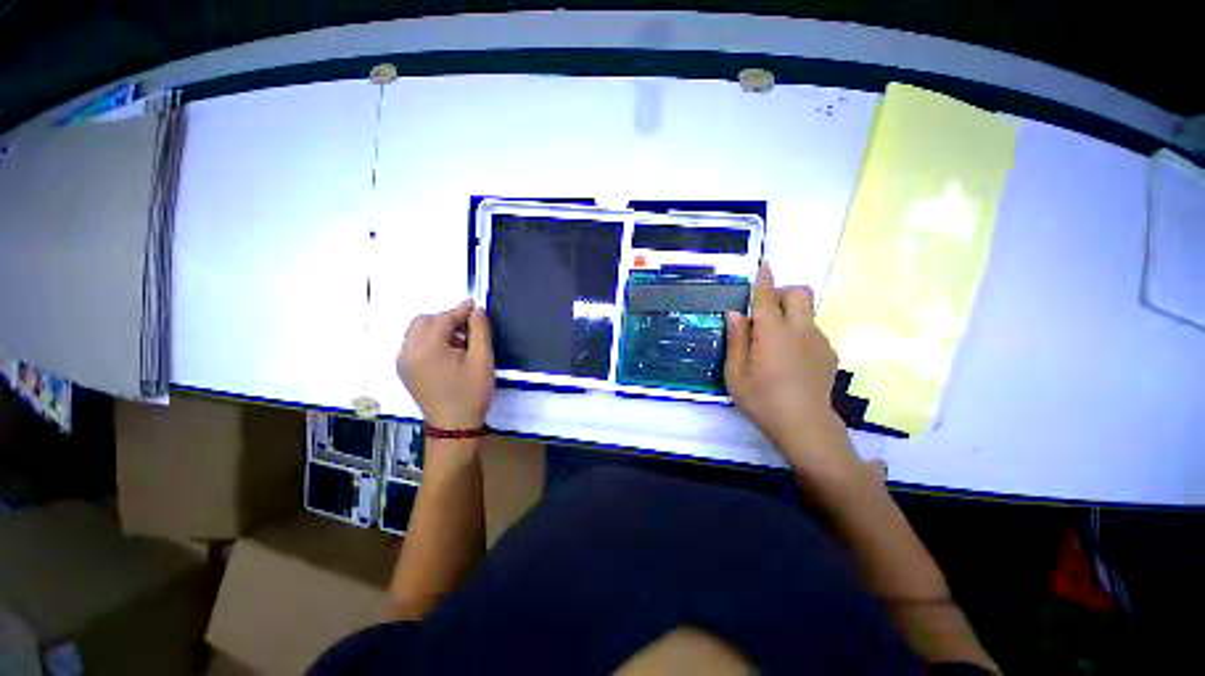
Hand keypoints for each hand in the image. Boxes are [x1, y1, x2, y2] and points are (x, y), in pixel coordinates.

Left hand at [398, 300, 494, 428]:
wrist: (455, 426)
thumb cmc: (471, 392)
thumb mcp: (482, 359)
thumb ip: (480, 330)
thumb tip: (477, 310)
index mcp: (426, 349)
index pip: (442, 319)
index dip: (460, 311)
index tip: (476, 306)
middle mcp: (408, 352)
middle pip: (424, 322)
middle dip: (447, 319)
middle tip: (469, 328)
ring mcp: (403, 362)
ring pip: (418, 332)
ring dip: (439, 329)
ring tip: (462, 342)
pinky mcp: (405, 370)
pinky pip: (416, 344)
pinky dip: (432, 340)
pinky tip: (450, 352)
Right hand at [725, 264, 859, 478]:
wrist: (806, 428)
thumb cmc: (762, 400)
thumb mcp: (736, 373)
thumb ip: (736, 340)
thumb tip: (736, 313)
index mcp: (773, 333)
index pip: (768, 297)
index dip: (764, 279)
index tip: (763, 264)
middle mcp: (801, 330)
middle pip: (800, 293)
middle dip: (783, 292)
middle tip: (764, 312)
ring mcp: (819, 342)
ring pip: (807, 312)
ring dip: (789, 315)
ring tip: (772, 344)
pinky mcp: (829, 354)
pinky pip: (812, 331)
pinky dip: (798, 333)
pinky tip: (788, 359)